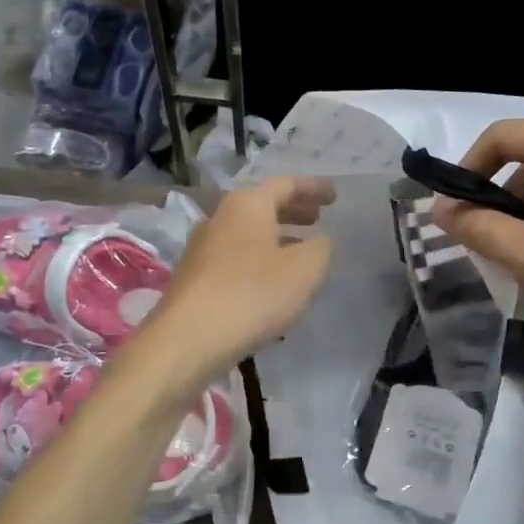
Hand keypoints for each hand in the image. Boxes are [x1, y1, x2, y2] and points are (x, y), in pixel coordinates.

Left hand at [143, 176, 334, 384]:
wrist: (189, 339)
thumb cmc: (253, 293)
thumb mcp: (305, 269)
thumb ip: (320, 248)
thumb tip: (318, 241)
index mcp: (247, 205)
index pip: (285, 185)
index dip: (313, 188)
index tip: (334, 196)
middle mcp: (219, 218)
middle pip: (262, 206)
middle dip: (292, 211)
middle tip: (316, 219)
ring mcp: (201, 249)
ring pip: (247, 234)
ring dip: (275, 237)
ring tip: (299, 252)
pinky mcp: (194, 279)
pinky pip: (235, 258)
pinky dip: (258, 260)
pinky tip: (270, 282)